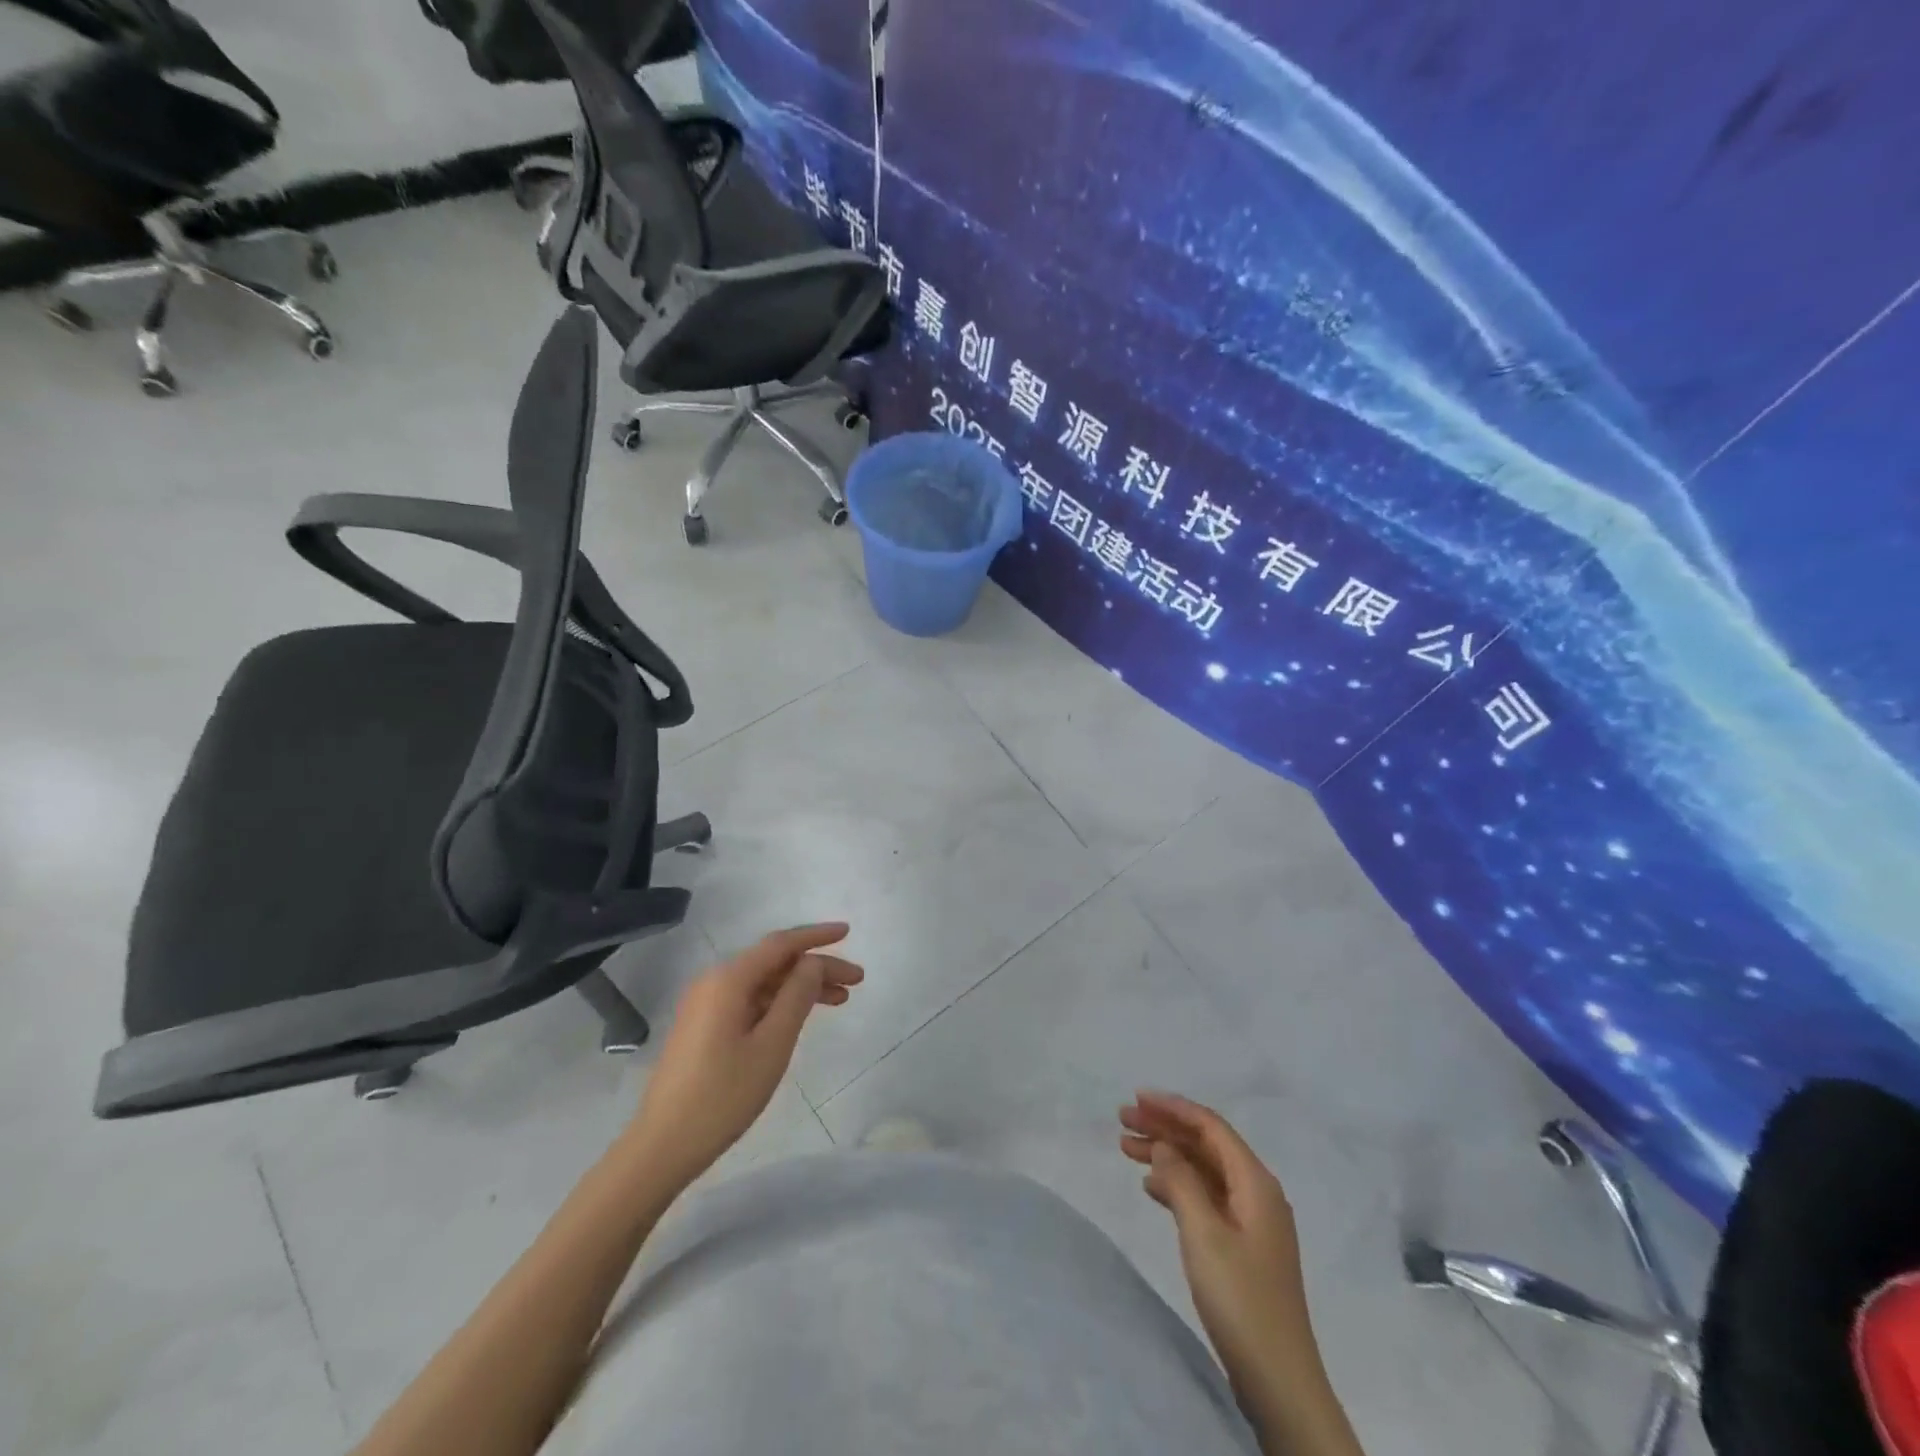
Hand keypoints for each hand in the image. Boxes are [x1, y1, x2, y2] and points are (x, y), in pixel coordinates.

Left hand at [623, 924, 862, 1192]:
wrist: (662, 1146)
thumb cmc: (723, 1095)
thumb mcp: (772, 1045)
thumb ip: (797, 996)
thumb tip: (813, 962)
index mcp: (729, 980)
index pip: (781, 944)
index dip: (817, 936)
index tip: (848, 932)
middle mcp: (715, 982)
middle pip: (774, 962)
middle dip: (816, 967)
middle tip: (856, 981)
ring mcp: (706, 1004)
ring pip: (764, 983)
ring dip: (801, 987)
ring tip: (841, 1000)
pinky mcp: (704, 1026)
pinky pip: (750, 1000)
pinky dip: (780, 1003)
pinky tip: (802, 1016)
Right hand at [1119, 1092, 1314, 1384]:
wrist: (1279, 1379)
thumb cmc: (1240, 1298)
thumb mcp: (1203, 1232)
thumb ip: (1181, 1180)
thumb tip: (1165, 1145)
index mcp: (1255, 1181)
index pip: (1210, 1126)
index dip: (1172, 1107)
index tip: (1136, 1098)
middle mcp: (1257, 1192)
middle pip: (1205, 1145)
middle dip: (1164, 1128)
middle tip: (1121, 1121)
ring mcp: (1251, 1220)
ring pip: (1202, 1170)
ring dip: (1167, 1156)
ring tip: (1125, 1149)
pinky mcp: (1242, 1246)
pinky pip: (1205, 1197)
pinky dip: (1177, 1186)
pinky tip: (1151, 1188)